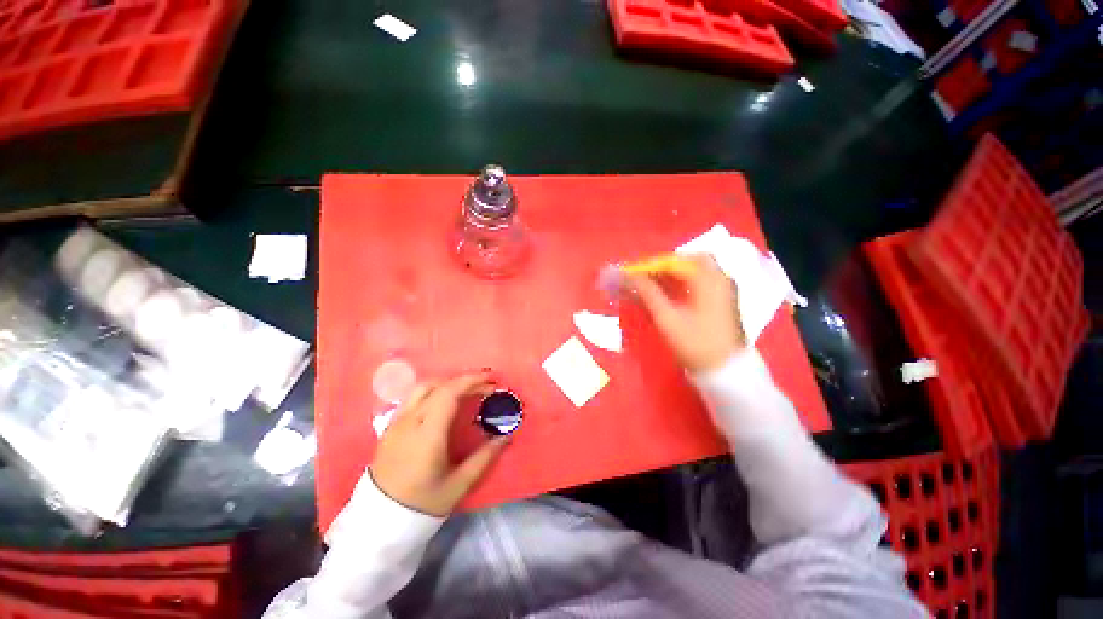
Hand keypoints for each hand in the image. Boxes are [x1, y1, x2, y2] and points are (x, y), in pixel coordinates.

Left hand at [370, 372, 508, 516]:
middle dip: (464, 381)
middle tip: (485, 386)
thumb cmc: (422, 504)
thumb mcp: (458, 484)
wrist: (379, 522)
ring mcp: (397, 422)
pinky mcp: (390, 427)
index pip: (449, 393)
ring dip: (448, 384)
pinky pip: (413, 398)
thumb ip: (484, 457)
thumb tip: (506, 437)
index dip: (472, 381)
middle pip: (438, 385)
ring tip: (466, 392)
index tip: (491, 381)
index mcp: (427, 433)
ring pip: (423, 387)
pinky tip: (443, 403)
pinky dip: (433, 391)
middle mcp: (410, 421)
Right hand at [627, 254, 745, 371]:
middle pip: (689, 261)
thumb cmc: (695, 343)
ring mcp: (725, 289)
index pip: (675, 261)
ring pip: (696, 271)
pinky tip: (671, 294)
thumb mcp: (667, 318)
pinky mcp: (723, 300)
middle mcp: (720, 278)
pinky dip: (684, 283)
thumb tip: (629, 277)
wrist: (726, 371)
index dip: (651, 265)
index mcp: (708, 279)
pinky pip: (702, 281)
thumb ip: (648, 293)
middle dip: (664, 266)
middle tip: (646, 277)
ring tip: (653, 286)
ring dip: (673, 275)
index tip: (634, 273)